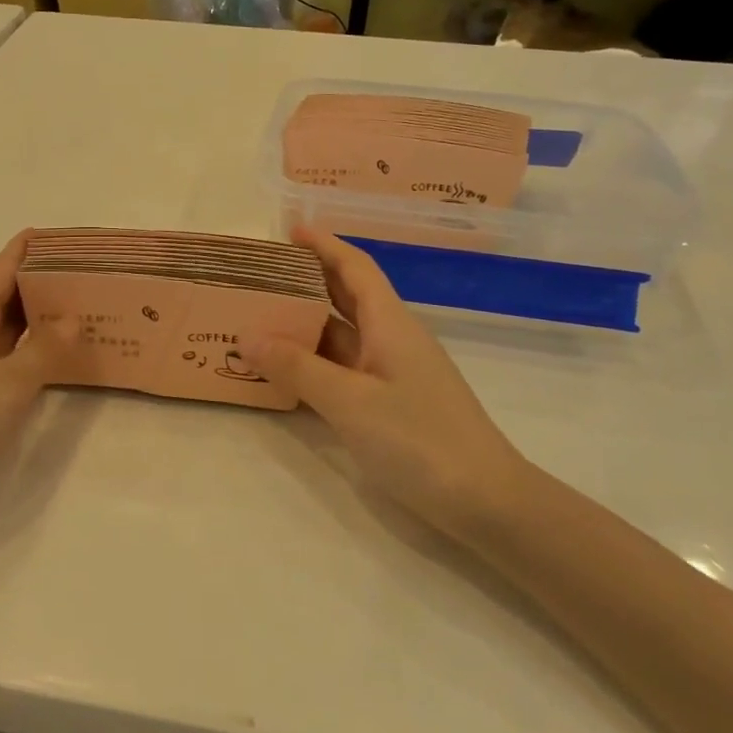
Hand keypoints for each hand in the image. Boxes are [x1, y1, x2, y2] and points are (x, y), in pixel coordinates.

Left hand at [0, 232, 74, 516]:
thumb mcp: (2, 385)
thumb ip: (43, 349)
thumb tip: (75, 316)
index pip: (5, 266)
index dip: (37, 246)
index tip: (81, 236)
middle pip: (14, 296)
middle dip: (54, 282)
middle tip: (106, 275)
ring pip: (17, 332)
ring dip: (52, 320)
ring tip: (100, 310)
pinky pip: (17, 366)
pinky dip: (44, 357)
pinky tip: (75, 361)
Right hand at [242, 227, 530, 539]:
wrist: (486, 502)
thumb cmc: (420, 440)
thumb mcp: (350, 401)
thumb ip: (297, 368)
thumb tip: (246, 335)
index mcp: (391, 324)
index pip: (356, 268)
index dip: (325, 245)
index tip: (291, 230)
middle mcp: (393, 340)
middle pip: (349, 297)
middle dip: (309, 280)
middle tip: (263, 274)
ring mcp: (394, 374)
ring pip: (344, 335)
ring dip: (307, 324)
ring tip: (262, 317)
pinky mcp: (392, 404)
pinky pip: (346, 369)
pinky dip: (316, 362)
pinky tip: (288, 369)